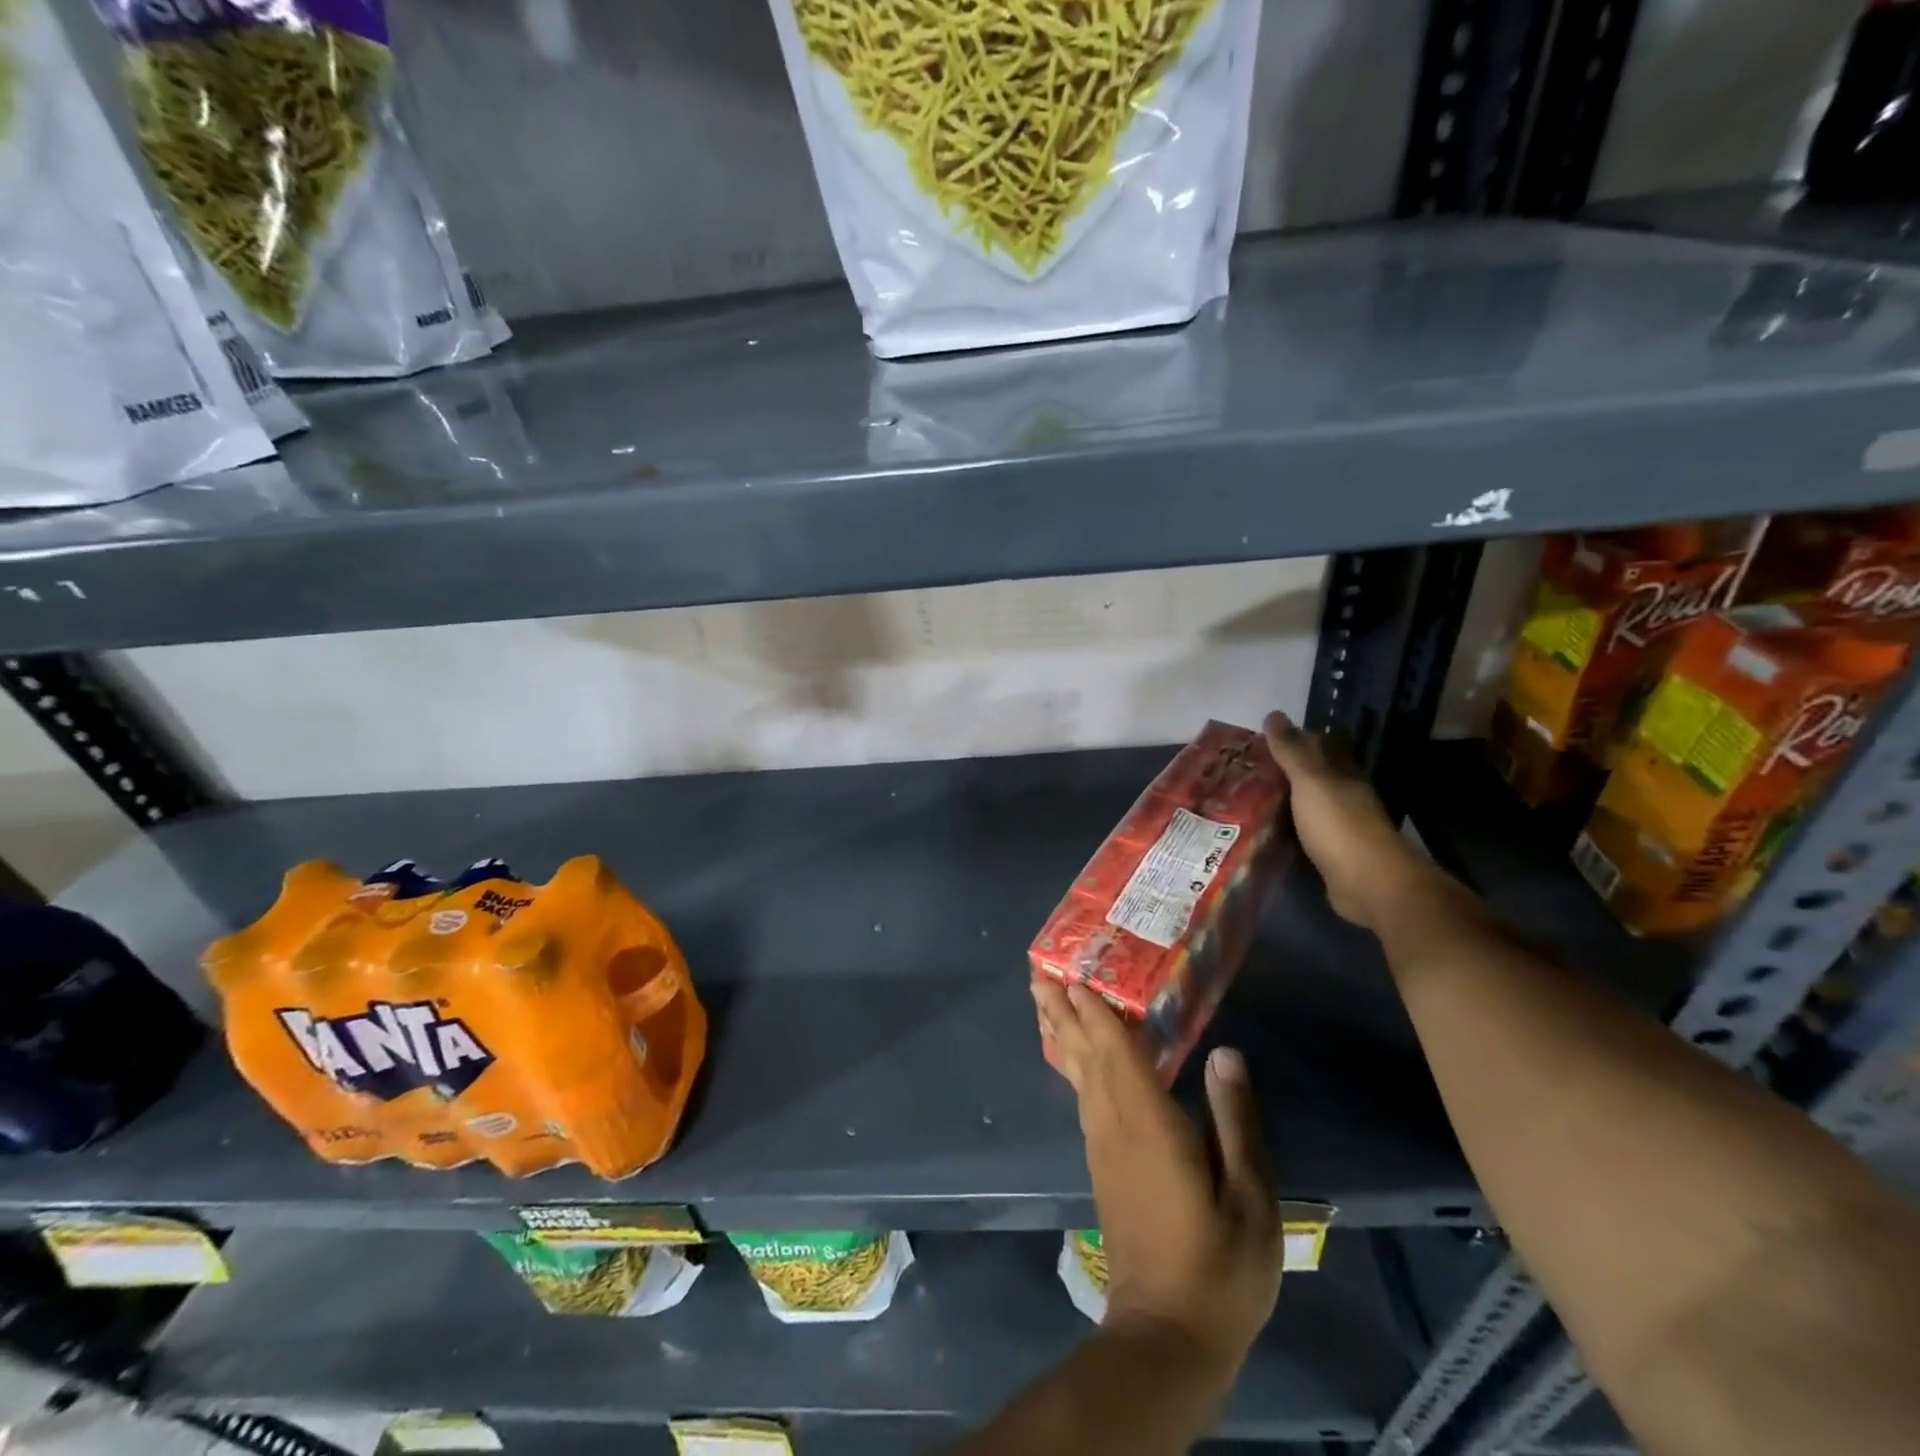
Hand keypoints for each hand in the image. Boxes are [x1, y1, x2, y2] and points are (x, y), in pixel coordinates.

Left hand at [1032, 978, 1281, 1373]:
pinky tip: (1074, 1061)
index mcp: (1149, 1124)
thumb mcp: (1249, 1197)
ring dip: (1061, 1034)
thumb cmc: (1218, 1265)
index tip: (1075, 974)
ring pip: (1077, 1075)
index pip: (1117, 1052)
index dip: (1097, 1012)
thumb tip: (1224, 1053)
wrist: (1167, 1334)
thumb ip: (1234, 1120)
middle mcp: (1115, 1125)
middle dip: (1062, 1012)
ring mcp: (1102, 1146)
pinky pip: (1082, 1096)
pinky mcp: (1102, 1165)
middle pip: (1084, 1056)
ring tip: (1044, 1003)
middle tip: (1038, 974)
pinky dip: (1073, 1066)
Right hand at [1261, 711, 1432, 931]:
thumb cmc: (1339, 825)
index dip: (1299, 739)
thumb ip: (1292, 751)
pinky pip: (1306, 833)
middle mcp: (1346, 797)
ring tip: (1251, 796)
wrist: (1368, 884)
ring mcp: (1342, 828)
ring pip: (1310, 805)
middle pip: (1317, 776)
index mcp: (1344, 775)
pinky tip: (1268, 830)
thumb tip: (1274, 714)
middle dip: (1290, 770)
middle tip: (1251, 767)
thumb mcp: (1311, 782)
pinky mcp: (1333, 855)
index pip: (1324, 747)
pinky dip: (1289, 828)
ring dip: (1288, 800)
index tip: (1267, 738)